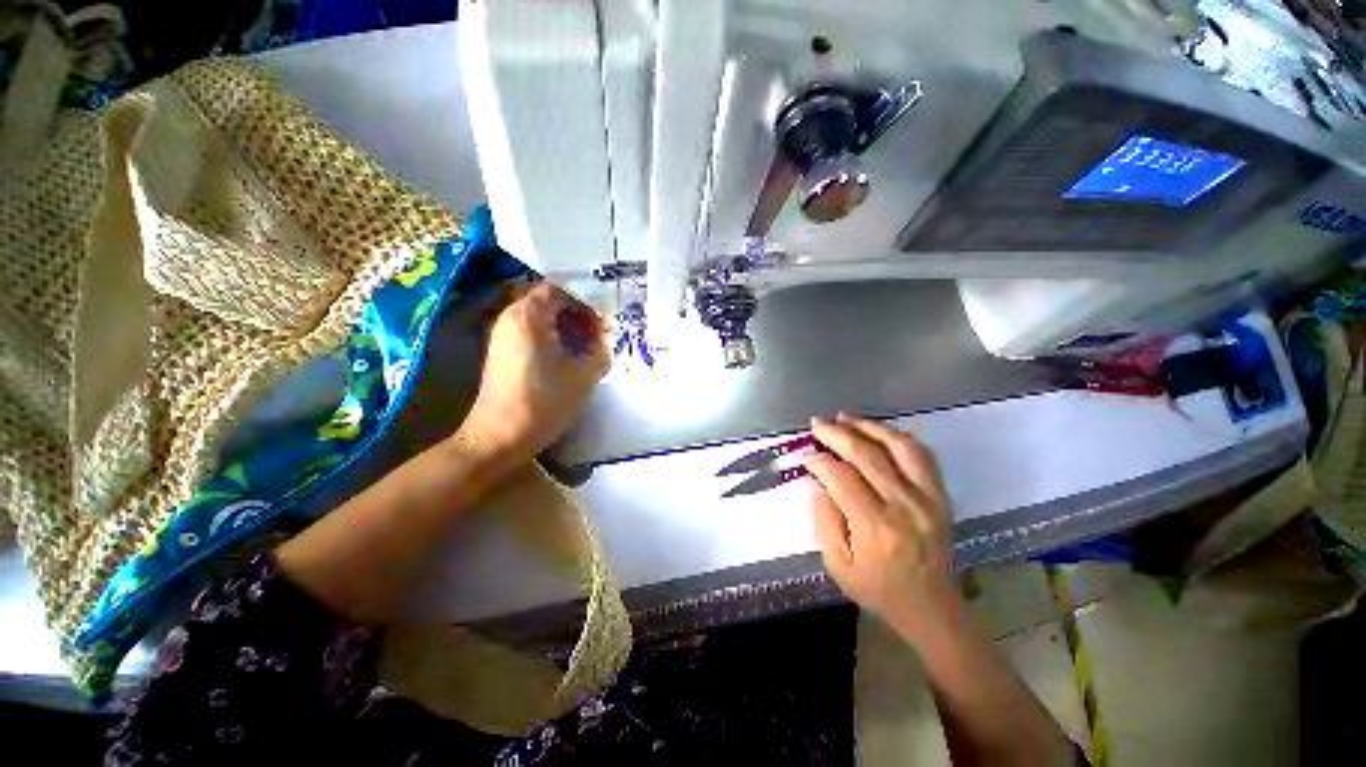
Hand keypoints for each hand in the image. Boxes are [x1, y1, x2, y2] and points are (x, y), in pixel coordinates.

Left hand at [456, 282, 610, 469]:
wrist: (498, 437)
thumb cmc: (543, 403)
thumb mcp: (583, 377)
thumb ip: (601, 352)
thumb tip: (605, 341)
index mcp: (528, 316)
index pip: (560, 288)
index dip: (586, 297)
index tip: (605, 314)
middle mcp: (511, 317)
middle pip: (550, 300)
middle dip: (578, 312)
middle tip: (601, 329)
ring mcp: (504, 335)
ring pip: (542, 318)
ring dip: (567, 326)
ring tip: (589, 343)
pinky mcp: (503, 352)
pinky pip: (532, 332)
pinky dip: (553, 337)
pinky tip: (570, 355)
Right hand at [804, 413, 958, 643]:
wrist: (931, 607)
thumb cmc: (877, 589)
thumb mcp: (838, 565)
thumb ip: (825, 519)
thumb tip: (818, 482)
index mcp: (876, 526)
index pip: (842, 477)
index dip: (820, 461)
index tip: (806, 455)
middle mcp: (905, 505)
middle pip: (867, 455)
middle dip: (837, 434)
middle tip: (817, 424)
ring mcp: (928, 498)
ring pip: (899, 447)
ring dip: (869, 427)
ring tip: (845, 417)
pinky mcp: (941, 496)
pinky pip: (922, 455)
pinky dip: (898, 437)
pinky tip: (879, 432)